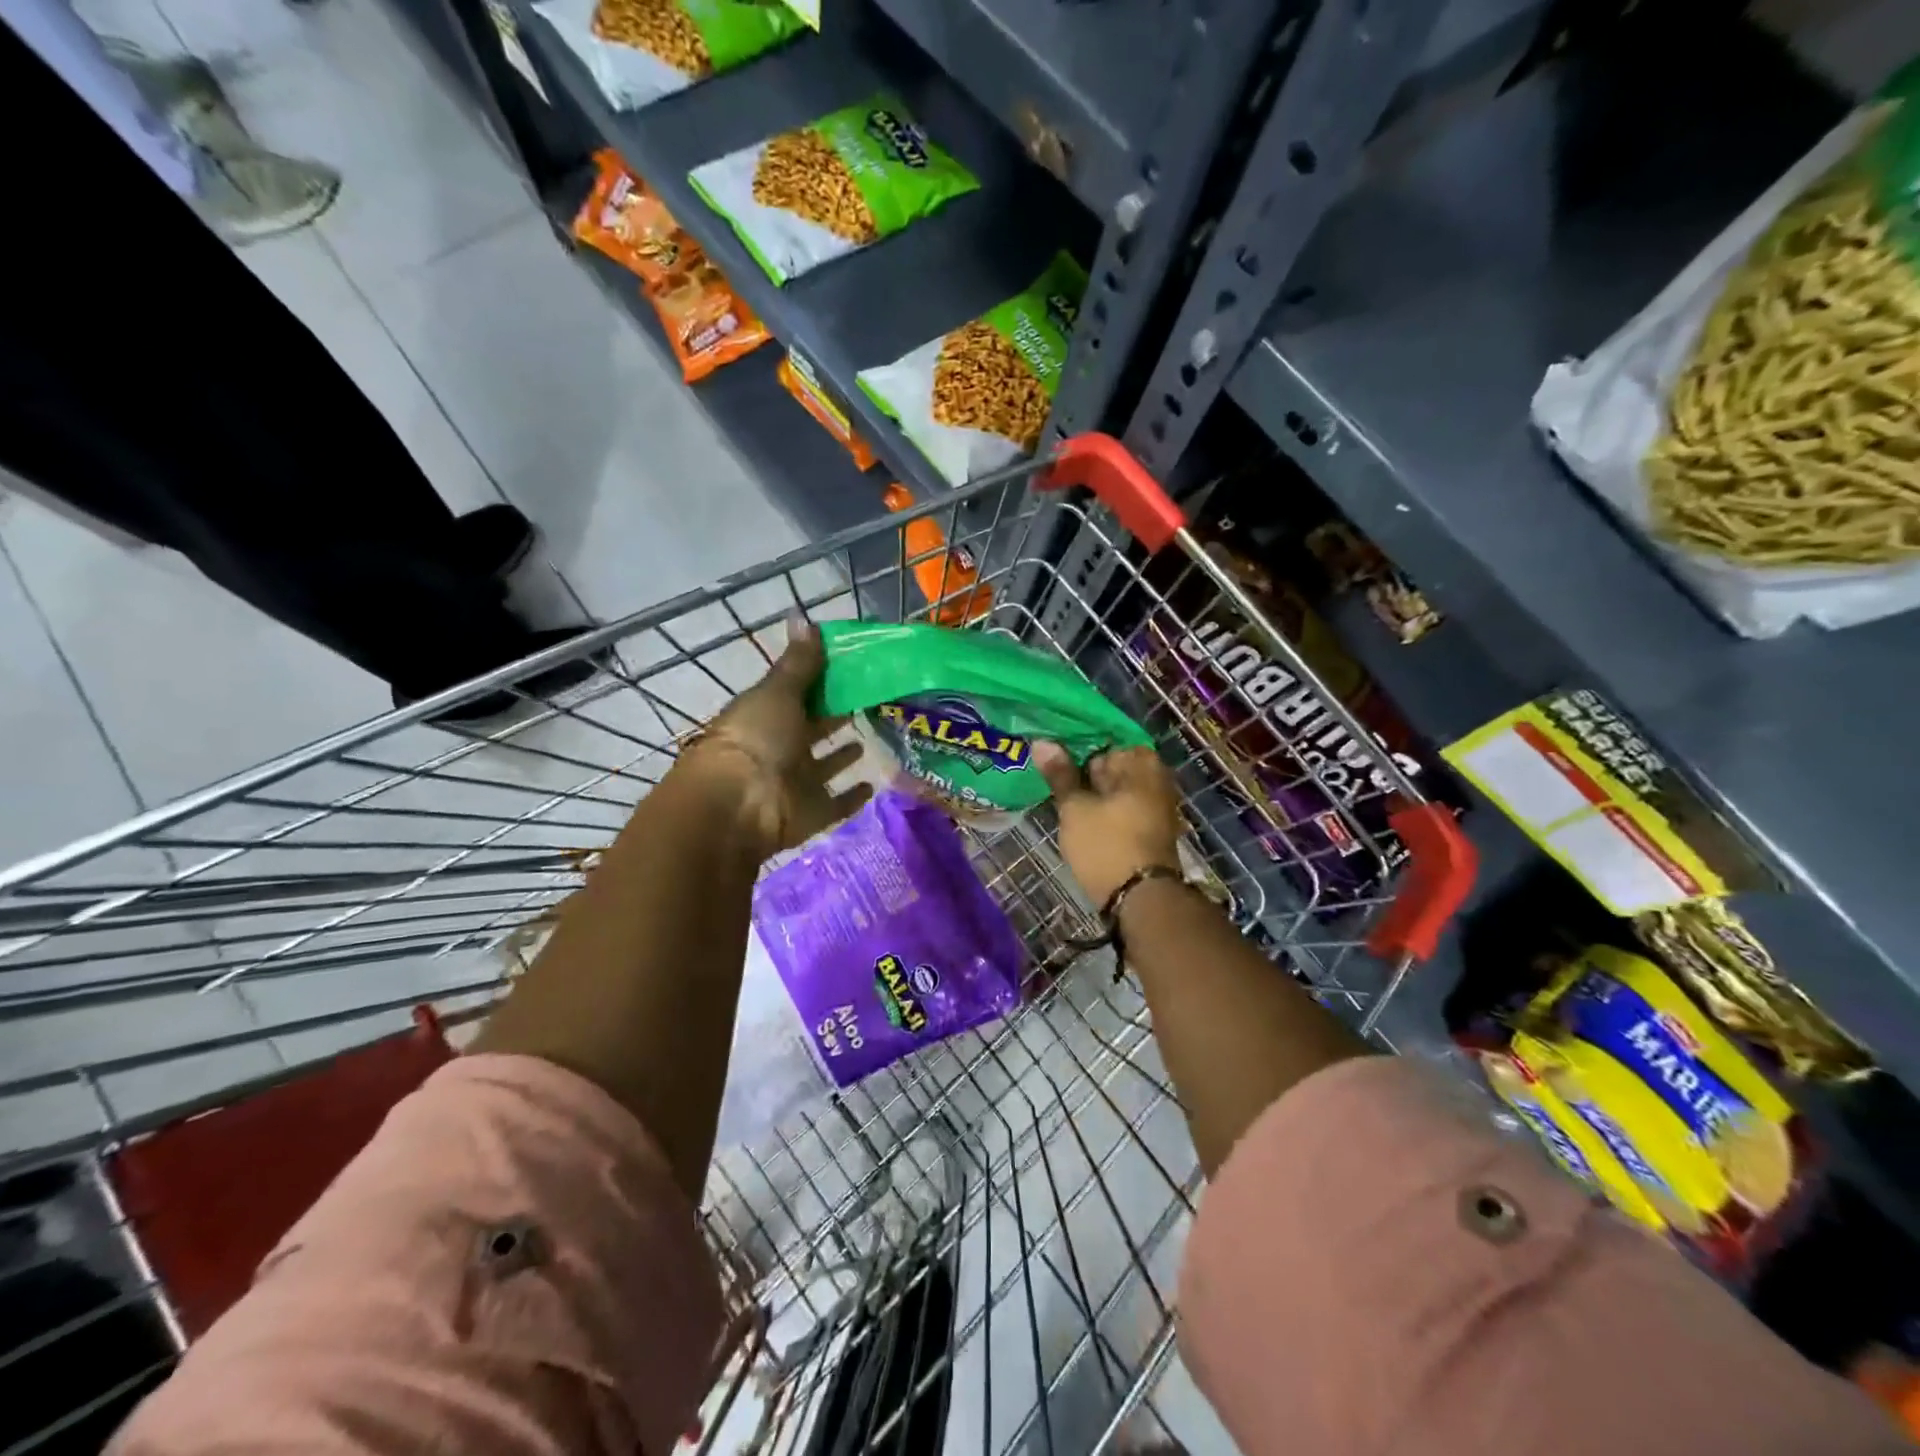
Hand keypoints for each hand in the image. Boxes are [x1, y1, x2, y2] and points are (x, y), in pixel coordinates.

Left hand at [680, 618, 870, 858]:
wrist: (740, 806)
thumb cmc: (757, 739)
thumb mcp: (778, 692)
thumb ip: (799, 663)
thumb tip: (804, 617)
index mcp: (766, 715)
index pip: (795, 694)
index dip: (819, 682)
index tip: (851, 668)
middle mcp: (779, 748)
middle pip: (811, 729)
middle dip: (833, 716)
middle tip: (870, 699)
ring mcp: (796, 783)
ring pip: (823, 766)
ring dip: (841, 755)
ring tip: (868, 738)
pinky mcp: (813, 813)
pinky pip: (836, 803)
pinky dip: (851, 797)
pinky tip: (872, 784)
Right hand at [1033, 743, 1181, 905]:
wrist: (1141, 900)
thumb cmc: (1106, 845)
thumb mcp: (1075, 808)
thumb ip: (1060, 774)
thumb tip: (1043, 742)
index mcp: (1141, 762)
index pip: (1102, 737)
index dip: (1073, 743)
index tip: (1049, 750)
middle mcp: (1156, 777)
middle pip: (1110, 762)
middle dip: (1081, 767)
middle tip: (1048, 772)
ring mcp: (1156, 802)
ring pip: (1114, 786)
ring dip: (1089, 789)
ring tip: (1056, 791)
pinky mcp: (1149, 826)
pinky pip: (1121, 804)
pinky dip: (1102, 806)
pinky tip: (1077, 812)